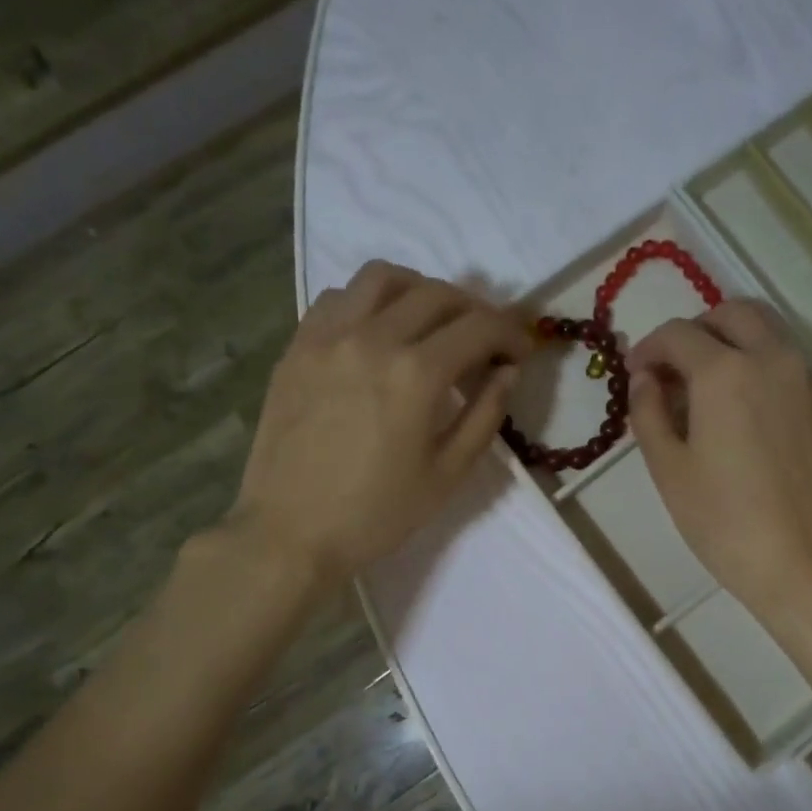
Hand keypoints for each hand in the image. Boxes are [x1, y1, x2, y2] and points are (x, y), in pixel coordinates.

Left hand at [223, 261, 530, 585]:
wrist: (290, 532)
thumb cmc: (377, 513)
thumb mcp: (447, 475)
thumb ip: (485, 416)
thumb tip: (507, 372)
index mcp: (416, 374)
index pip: (479, 327)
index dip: (510, 333)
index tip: (521, 351)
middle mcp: (372, 338)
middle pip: (437, 294)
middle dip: (475, 311)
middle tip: (486, 342)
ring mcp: (327, 336)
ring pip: (383, 278)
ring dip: (421, 290)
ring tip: (433, 323)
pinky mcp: (297, 346)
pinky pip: (338, 297)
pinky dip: (370, 301)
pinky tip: (379, 333)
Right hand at [628, 301, 811, 620]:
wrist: (806, 565)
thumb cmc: (725, 522)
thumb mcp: (669, 470)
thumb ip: (648, 413)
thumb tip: (645, 379)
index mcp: (726, 372)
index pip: (678, 334)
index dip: (649, 348)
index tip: (638, 374)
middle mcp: (776, 359)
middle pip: (735, 313)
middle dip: (699, 330)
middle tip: (679, 369)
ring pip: (773, 336)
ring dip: (738, 346)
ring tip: (718, 391)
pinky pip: (799, 370)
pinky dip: (771, 374)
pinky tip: (759, 419)